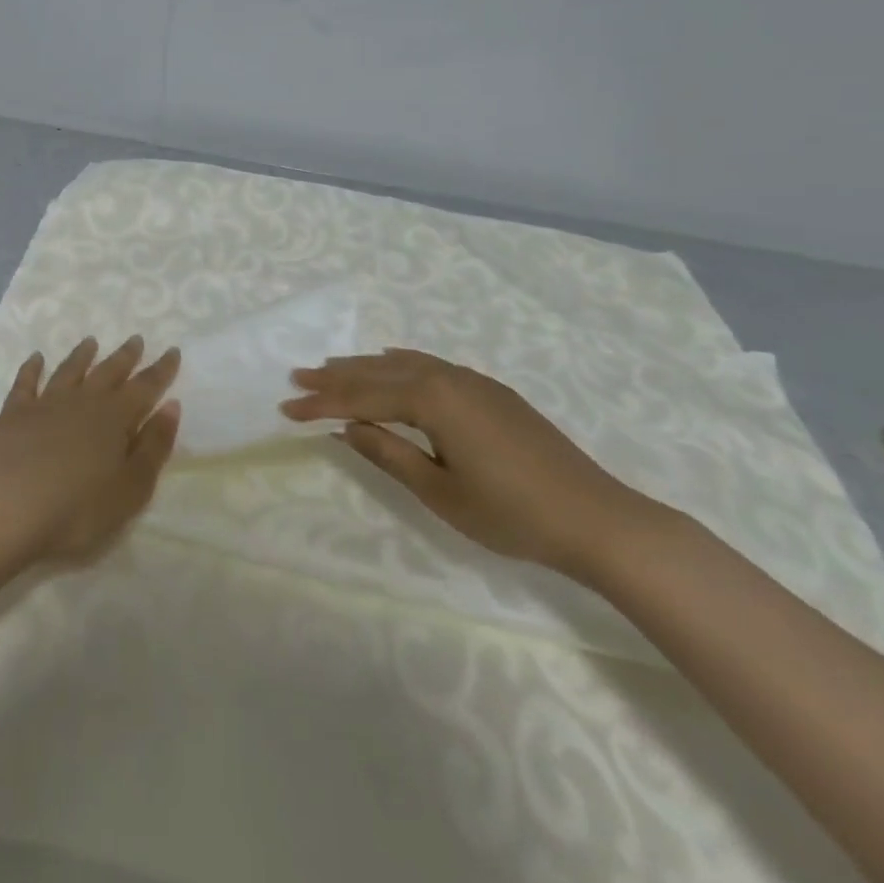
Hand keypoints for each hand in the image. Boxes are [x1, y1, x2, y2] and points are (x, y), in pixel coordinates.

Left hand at [0, 336, 181, 563]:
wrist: (6, 509)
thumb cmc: (77, 508)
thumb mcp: (131, 487)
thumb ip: (153, 446)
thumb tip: (171, 406)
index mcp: (115, 418)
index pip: (145, 387)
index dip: (161, 370)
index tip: (173, 350)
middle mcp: (83, 401)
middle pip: (109, 371)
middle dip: (125, 356)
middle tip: (136, 339)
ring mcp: (46, 404)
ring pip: (70, 371)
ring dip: (82, 355)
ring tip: (91, 341)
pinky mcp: (14, 414)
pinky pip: (26, 383)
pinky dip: (32, 369)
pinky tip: (35, 358)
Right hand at [280, 348, 651, 577]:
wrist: (596, 518)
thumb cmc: (512, 514)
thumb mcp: (440, 491)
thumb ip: (389, 453)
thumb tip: (347, 427)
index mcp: (433, 400)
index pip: (363, 398)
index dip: (322, 403)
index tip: (286, 407)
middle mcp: (449, 378)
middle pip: (380, 371)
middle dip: (337, 375)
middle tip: (298, 375)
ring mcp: (474, 381)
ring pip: (406, 364)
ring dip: (366, 366)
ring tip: (332, 366)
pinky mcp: (492, 392)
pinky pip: (431, 366)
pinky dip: (400, 365)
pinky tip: (392, 364)